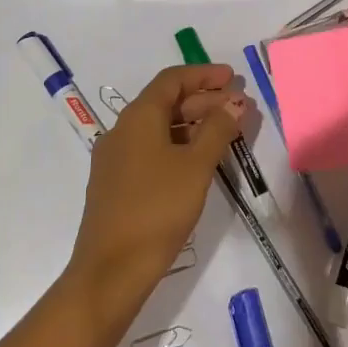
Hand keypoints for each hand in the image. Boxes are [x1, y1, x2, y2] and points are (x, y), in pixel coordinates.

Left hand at [64, 63, 243, 320]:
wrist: (110, 271)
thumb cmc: (157, 209)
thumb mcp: (196, 166)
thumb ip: (218, 129)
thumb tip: (235, 102)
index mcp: (138, 117)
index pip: (172, 80)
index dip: (204, 75)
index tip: (233, 78)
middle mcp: (122, 130)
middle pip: (165, 102)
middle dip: (203, 100)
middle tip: (237, 107)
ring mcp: (115, 158)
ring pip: (158, 127)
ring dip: (192, 124)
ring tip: (225, 132)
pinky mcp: (115, 183)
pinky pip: (150, 149)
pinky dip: (177, 145)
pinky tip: (198, 161)